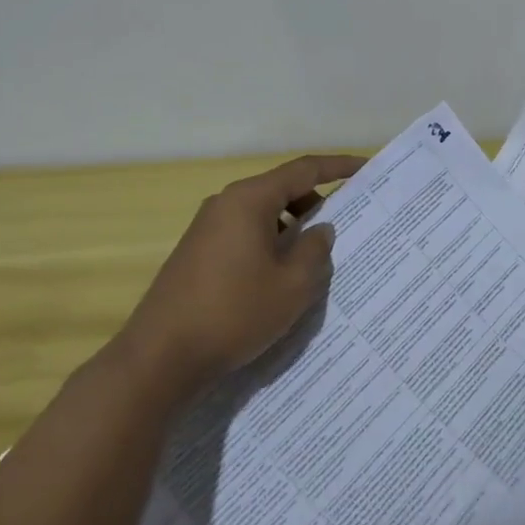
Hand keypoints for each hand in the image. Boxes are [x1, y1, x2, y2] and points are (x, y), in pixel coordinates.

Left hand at [121, 154, 364, 394]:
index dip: (338, 166)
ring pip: (263, 213)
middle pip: (282, 188)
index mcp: (250, 199)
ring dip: (293, 225)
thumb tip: (320, 229)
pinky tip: (282, 273)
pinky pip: (245, 233)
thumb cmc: (233, 313)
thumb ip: (315, 250)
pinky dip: (271, 241)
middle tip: (348, 219)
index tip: (365, 168)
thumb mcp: (292, 286)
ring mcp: (207, 228)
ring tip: (317, 252)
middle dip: (317, 200)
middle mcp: (226, 203)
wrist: (159, 358)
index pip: (304, 170)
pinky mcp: (197, 252)